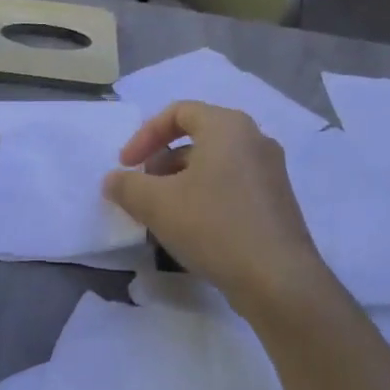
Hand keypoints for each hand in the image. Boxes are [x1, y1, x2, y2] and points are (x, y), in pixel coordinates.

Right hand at [103, 102, 323, 311]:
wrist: (276, 278)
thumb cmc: (213, 226)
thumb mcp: (156, 204)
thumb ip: (127, 186)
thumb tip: (113, 180)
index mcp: (228, 127)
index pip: (179, 112)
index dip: (145, 135)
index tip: (126, 165)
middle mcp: (255, 141)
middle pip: (197, 139)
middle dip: (160, 163)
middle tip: (142, 192)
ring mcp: (270, 173)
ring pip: (213, 166)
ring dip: (179, 183)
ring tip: (161, 215)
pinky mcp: (275, 203)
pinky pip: (231, 188)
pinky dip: (204, 199)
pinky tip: (190, 231)